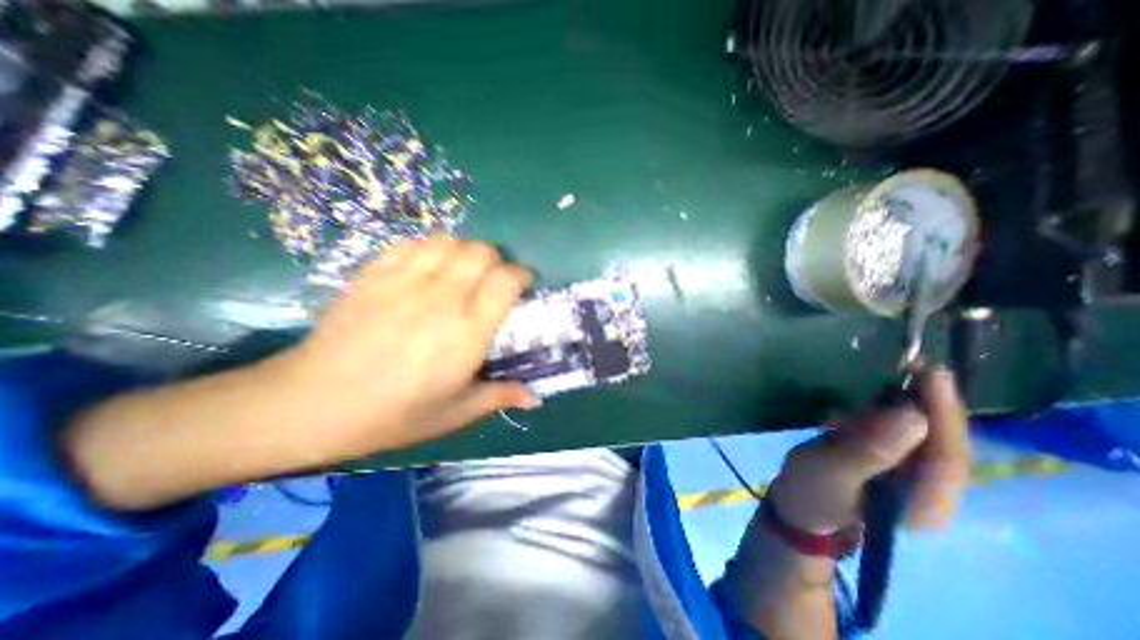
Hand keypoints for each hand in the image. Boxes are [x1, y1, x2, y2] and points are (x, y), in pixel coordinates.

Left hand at [273, 237, 537, 455]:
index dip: (521, 275)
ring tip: (461, 273)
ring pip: (450, 241)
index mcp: (467, 331)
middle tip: (492, 282)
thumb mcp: (455, 413)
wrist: (313, 403)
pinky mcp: (374, 273)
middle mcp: (441, 298)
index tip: (522, 287)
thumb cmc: (393, 414)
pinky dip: (431, 249)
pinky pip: (413, 243)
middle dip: (496, 261)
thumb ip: (499, 396)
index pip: (506, 280)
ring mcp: (405, 281)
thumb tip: (535, 398)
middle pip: (482, 252)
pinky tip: (428, 269)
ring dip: (465, 252)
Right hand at [769, 368, 965, 532]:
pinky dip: (884, 412)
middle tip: (915, 366)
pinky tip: (861, 405)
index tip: (932, 374)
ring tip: (887, 381)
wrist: (797, 504)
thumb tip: (912, 416)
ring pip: (921, 434)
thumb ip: (870, 450)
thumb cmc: (811, 490)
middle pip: (942, 442)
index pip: (948, 455)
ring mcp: (910, 476)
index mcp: (924, 503)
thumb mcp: (832, 470)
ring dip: (905, 405)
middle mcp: (930, 491)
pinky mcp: (891, 462)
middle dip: (929, 404)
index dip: (943, 413)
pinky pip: (898, 431)